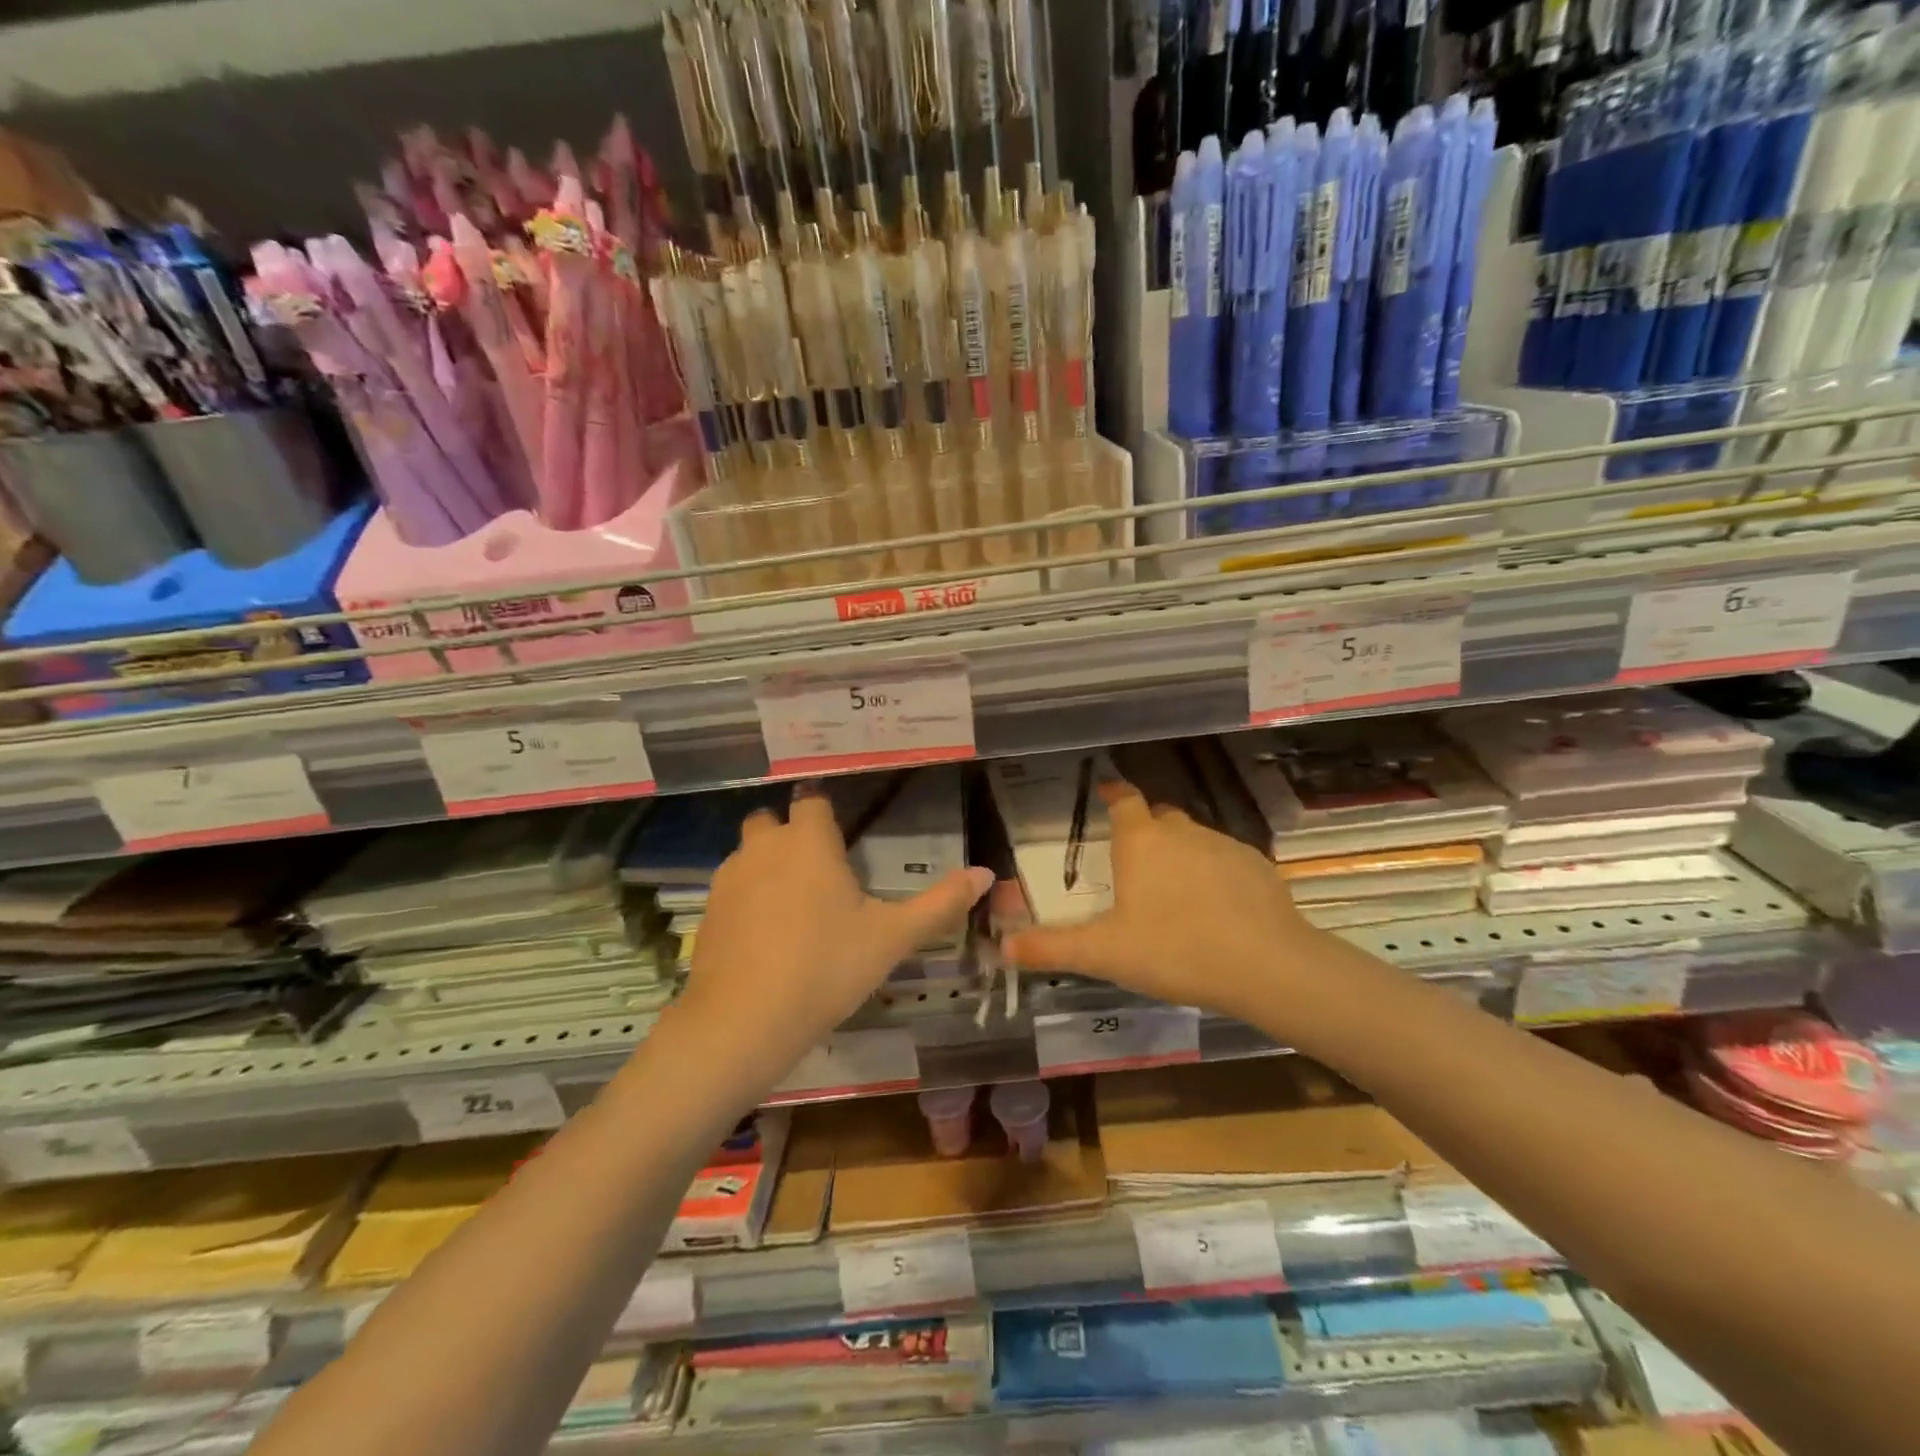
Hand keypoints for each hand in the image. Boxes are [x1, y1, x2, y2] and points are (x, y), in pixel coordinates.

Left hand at [677, 785, 993, 1078]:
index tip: (839, 831)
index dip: (824, 811)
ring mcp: (729, 878)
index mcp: (809, 842)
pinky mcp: (708, 911)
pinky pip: (730, 888)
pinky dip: (746, 898)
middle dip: (790, 834)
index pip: (812, 801)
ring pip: (748, 853)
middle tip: (818, 869)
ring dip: (767, 864)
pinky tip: (763, 935)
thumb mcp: (892, 938)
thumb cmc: (826, 968)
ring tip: (792, 904)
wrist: (744, 1021)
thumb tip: (986, 873)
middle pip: (772, 820)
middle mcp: (764, 847)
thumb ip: (940, 903)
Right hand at [1004, 778, 1326, 1026]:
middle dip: (1144, 831)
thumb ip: (1051, 948)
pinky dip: (1215, 875)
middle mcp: (1182, 831)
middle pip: (1158, 818)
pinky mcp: (1258, 866)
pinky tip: (1216, 910)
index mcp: (1141, 841)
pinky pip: (1226, 861)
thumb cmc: (1175, 950)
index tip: (1104, 794)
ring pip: (1193, 839)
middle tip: (1133, 864)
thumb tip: (1003, 947)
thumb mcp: (1104, 954)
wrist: (1267, 967)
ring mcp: (1224, 845)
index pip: (1123, 799)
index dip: (1112, 793)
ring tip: (1174, 895)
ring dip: (1180, 855)